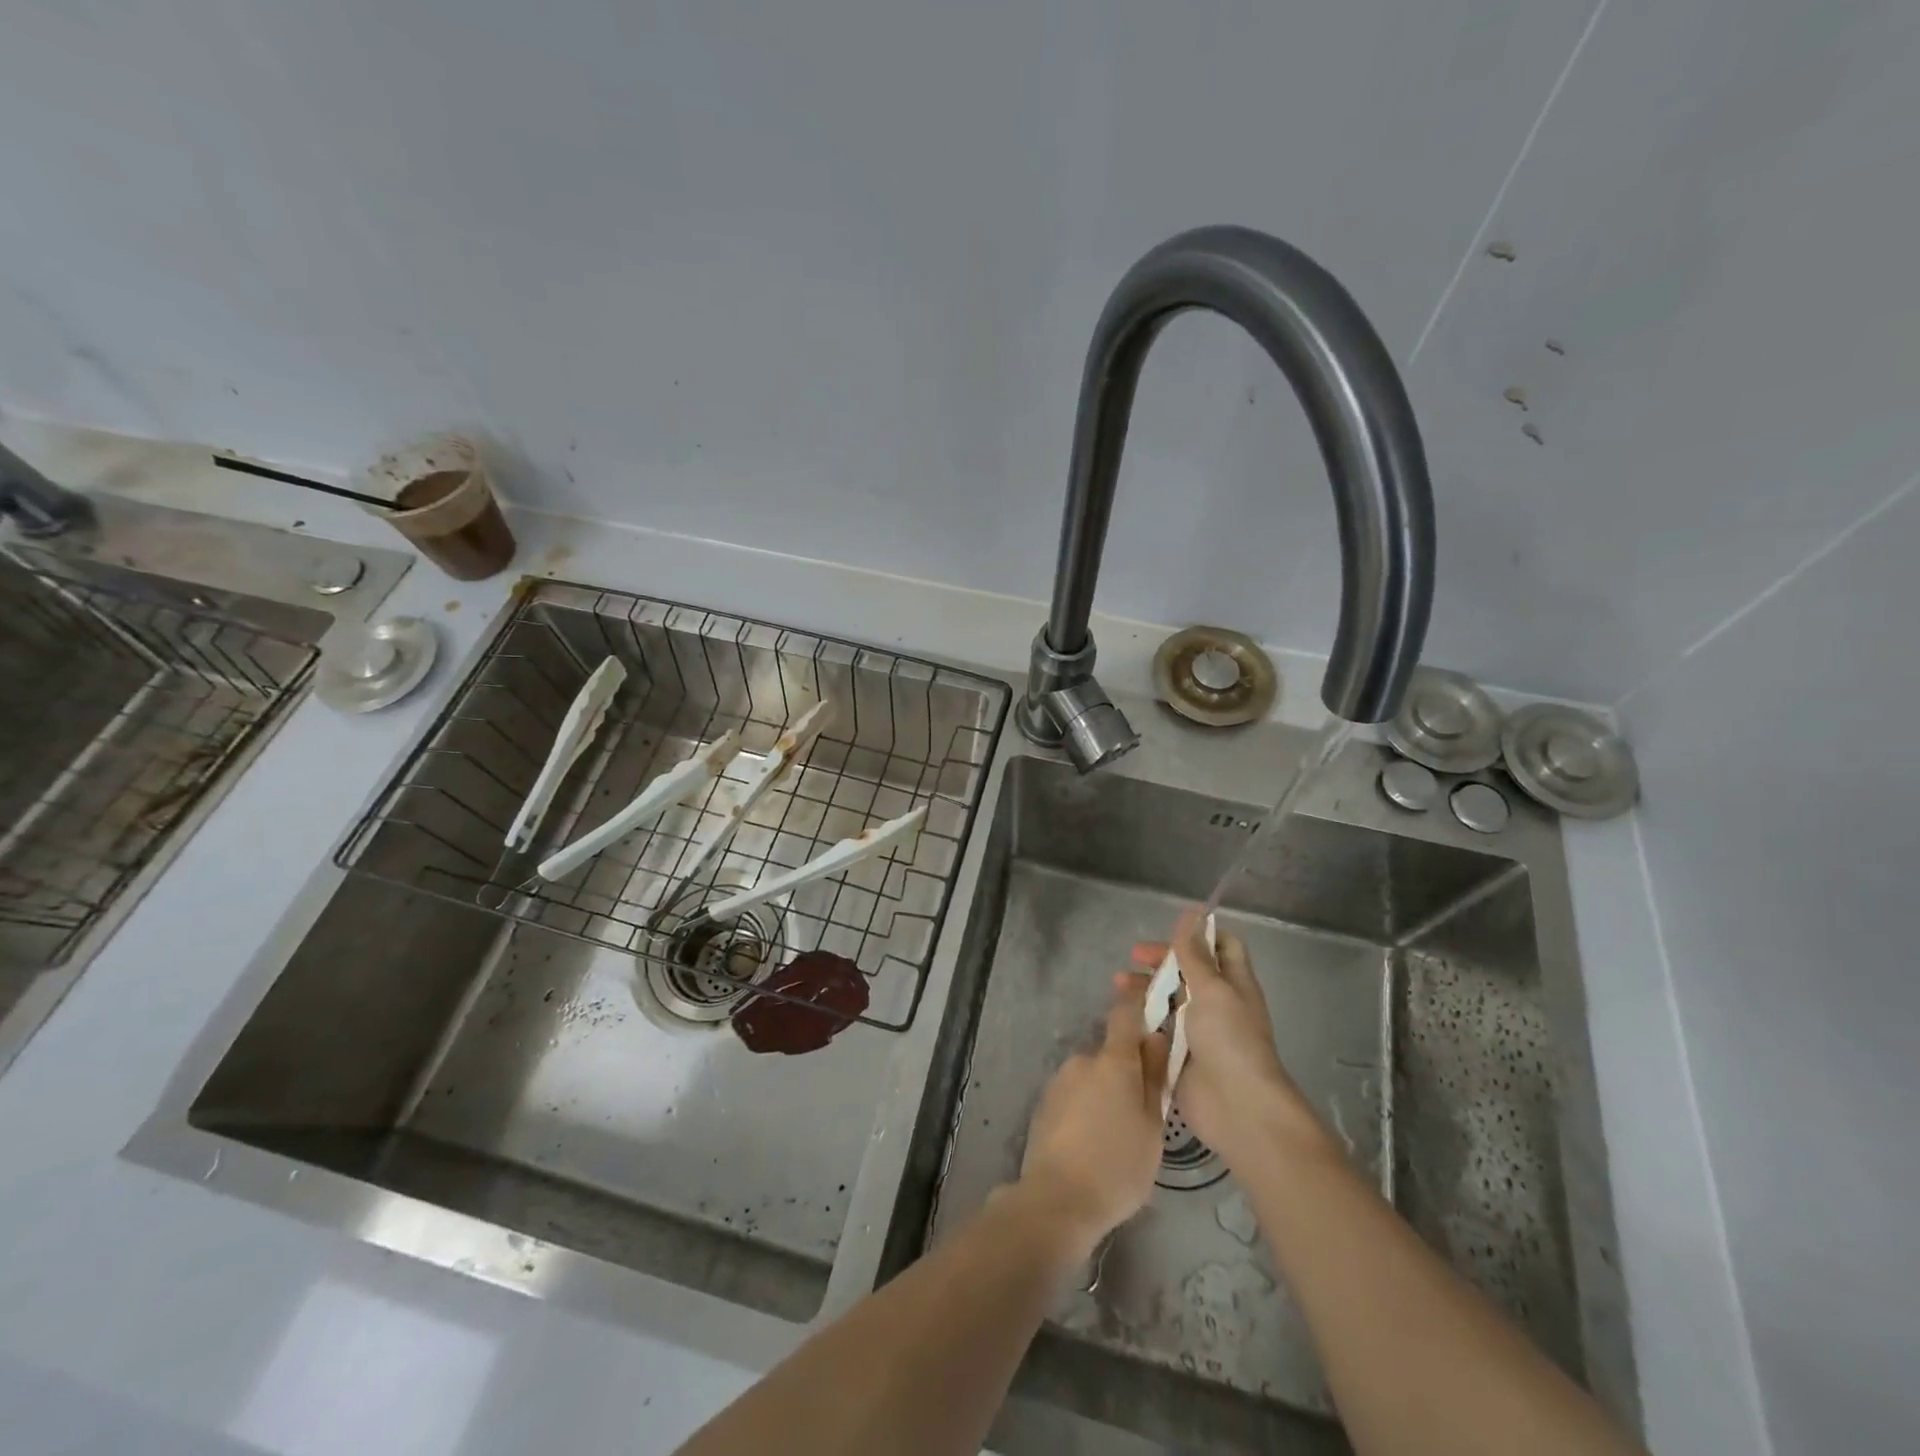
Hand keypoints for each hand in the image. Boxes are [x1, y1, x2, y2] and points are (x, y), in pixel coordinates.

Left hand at [1015, 978, 1170, 1249]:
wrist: (1057, 1199)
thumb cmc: (1118, 1166)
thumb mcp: (1152, 1127)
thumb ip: (1154, 1078)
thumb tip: (1156, 1038)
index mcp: (1114, 1061)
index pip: (1125, 1014)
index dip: (1137, 1003)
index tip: (1150, 999)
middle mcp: (1083, 1060)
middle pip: (1111, 1053)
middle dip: (1126, 1072)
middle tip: (1142, 1110)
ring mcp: (1059, 1081)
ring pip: (1092, 1077)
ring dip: (1105, 1093)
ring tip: (1116, 1136)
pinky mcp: (1044, 1103)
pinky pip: (1074, 1095)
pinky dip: (1086, 1108)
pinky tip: (1091, 1143)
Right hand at [1131, 908, 1321, 1166]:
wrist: (1237, 1107)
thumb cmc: (1229, 1039)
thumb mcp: (1212, 989)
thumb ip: (1195, 953)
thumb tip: (1193, 911)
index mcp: (1233, 983)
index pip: (1221, 946)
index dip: (1199, 934)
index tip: (1170, 929)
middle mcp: (1217, 1004)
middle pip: (1188, 972)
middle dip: (1161, 961)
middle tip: (1133, 957)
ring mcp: (1197, 1032)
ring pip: (1168, 1000)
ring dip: (1145, 989)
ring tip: (1117, 986)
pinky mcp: (1179, 1056)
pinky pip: (1157, 1030)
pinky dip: (1140, 1019)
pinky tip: (1121, 1015)